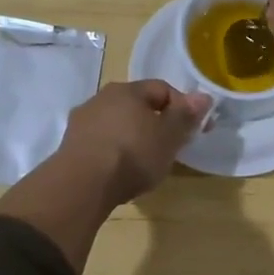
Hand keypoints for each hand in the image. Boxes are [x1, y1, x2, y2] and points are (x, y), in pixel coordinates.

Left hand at [54, 80, 210, 207]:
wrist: (82, 185)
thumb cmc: (133, 155)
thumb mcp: (169, 136)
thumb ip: (185, 115)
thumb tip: (203, 96)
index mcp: (127, 89)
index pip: (163, 89)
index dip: (183, 108)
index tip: (195, 131)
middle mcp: (101, 97)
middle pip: (138, 106)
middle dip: (157, 123)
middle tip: (170, 147)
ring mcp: (82, 121)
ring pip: (118, 123)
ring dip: (134, 137)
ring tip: (145, 163)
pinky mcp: (70, 145)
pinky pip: (101, 142)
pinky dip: (115, 151)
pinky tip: (120, 171)